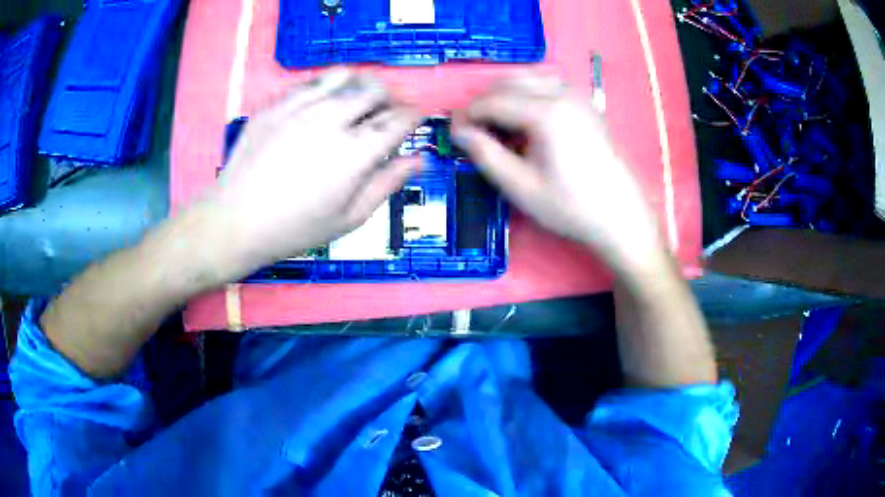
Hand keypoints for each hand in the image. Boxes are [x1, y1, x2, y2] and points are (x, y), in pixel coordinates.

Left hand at [199, 69, 419, 274]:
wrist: (236, 221)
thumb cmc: (295, 228)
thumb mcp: (349, 218)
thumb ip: (387, 183)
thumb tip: (419, 159)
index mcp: (355, 152)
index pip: (399, 119)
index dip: (414, 115)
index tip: (417, 117)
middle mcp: (331, 119)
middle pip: (375, 89)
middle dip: (391, 96)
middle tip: (389, 109)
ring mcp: (300, 107)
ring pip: (344, 75)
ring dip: (361, 84)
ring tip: (359, 98)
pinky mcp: (276, 104)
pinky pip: (310, 82)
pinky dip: (327, 86)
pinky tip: (324, 101)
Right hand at [452, 75, 663, 275]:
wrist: (620, 216)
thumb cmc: (570, 207)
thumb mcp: (521, 187)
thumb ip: (485, 155)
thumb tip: (458, 132)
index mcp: (546, 113)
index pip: (493, 101)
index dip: (468, 115)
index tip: (452, 132)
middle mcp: (562, 94)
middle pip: (510, 82)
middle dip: (485, 101)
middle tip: (472, 130)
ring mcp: (577, 97)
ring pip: (529, 78)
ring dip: (506, 94)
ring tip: (497, 124)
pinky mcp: (586, 104)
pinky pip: (548, 85)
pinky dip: (529, 93)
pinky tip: (526, 118)